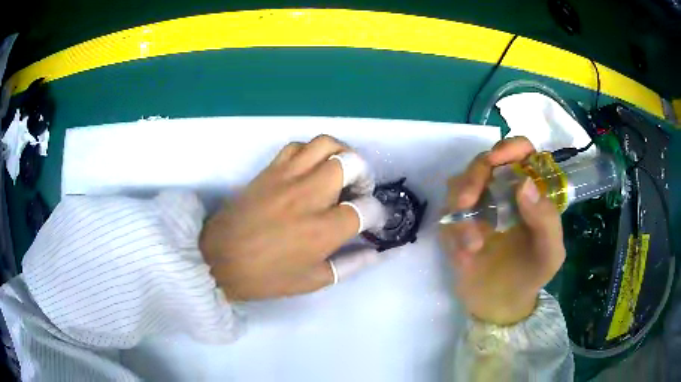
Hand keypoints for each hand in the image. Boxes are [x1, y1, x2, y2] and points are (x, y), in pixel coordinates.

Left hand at [200, 135, 383, 300]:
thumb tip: (374, 252)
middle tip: (358, 191)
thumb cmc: (265, 276)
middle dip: (365, 176)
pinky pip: (297, 146)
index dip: (377, 213)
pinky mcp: (269, 170)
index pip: (367, 208)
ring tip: (341, 171)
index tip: (373, 220)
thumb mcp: (312, 281)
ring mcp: (288, 178)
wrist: (218, 259)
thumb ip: (349, 265)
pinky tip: (311, 168)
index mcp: (323, 230)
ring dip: (342, 154)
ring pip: (326, 145)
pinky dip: (311, 152)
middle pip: (352, 164)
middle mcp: (310, 196)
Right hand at [439, 137, 565, 324]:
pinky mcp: (457, 225)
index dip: (511, 147)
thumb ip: (546, 220)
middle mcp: (503, 192)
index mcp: (529, 192)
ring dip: (459, 207)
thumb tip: (524, 183)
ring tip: (472, 244)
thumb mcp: (550, 253)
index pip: (521, 153)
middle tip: (467, 200)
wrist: (501, 304)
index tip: (500, 158)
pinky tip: (466, 253)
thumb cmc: (532, 274)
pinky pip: (447, 215)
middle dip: (474, 176)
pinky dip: (454, 230)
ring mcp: (478, 207)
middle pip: (483, 162)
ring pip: (459, 184)